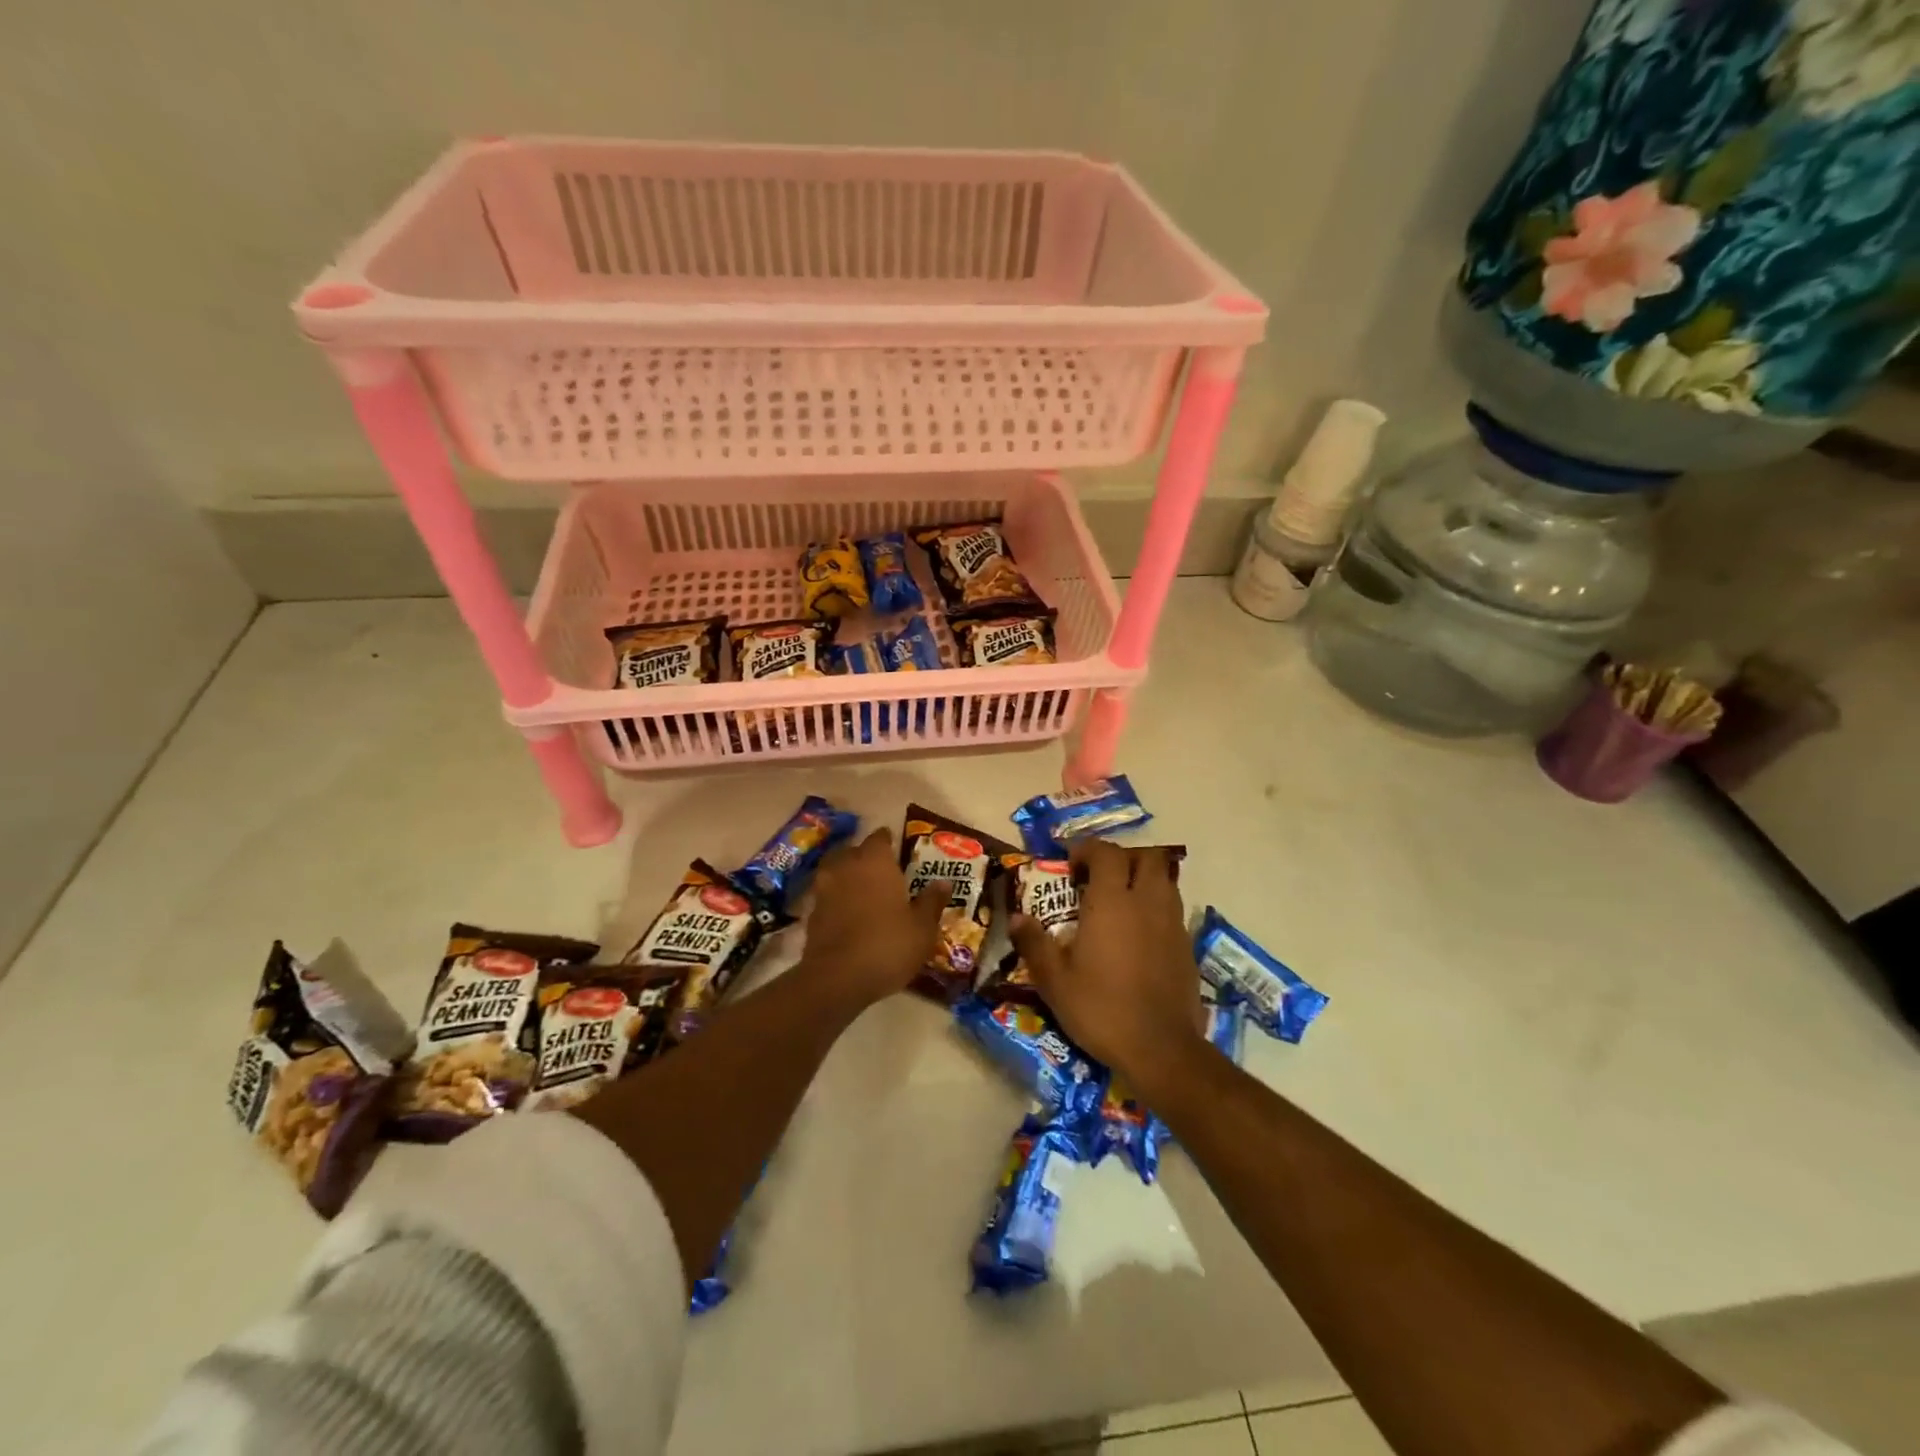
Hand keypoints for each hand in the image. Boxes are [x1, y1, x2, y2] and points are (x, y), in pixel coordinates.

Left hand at [798, 828, 948, 1006]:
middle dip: (866, 858)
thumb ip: (932, 901)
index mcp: (875, 861)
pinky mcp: (811, 913)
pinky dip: (837, 900)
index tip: (897, 850)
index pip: (880, 838)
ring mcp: (824, 888)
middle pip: (854, 851)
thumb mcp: (922, 928)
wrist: (838, 978)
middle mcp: (847, 866)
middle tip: (883, 872)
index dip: (888, 842)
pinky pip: (827, 896)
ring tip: (864, 892)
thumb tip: (944, 882)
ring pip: (836, 871)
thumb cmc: (888, 945)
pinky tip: (849, 915)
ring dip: (848, 877)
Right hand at [1008, 840, 1202, 1087]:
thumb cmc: (1101, 1009)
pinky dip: (1156, 907)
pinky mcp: (1187, 946)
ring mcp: (1172, 923)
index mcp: (1112, 903)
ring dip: (1144, 879)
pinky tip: (1139, 934)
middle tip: (1100, 877)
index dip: (1088, 850)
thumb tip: (1017, 917)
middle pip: (1146, 857)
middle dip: (1123, 858)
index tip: (1070, 866)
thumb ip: (1035, 944)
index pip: (1107, 853)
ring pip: (1165, 880)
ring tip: (1121, 902)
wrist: (1161, 1048)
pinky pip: (1173, 909)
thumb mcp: (1055, 981)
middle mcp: (1147, 903)